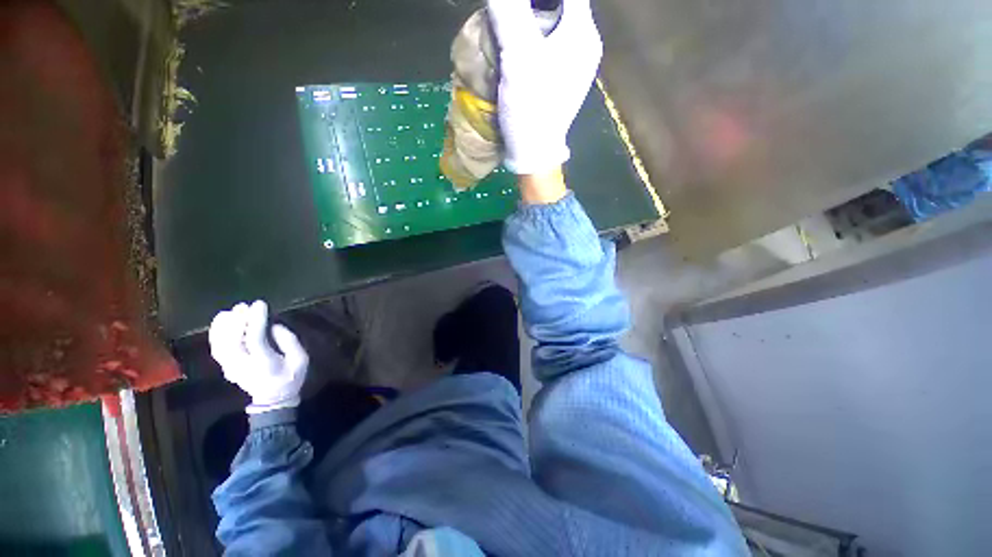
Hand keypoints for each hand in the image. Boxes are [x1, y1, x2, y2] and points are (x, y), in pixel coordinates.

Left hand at [209, 300, 308, 413]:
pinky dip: (216, 332)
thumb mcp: (301, 359)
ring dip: (224, 325)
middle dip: (237, 321)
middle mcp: (244, 366)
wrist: (274, 398)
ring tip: (233, 311)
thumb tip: (273, 325)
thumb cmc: (291, 376)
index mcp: (265, 364)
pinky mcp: (226, 366)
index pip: (255, 340)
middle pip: (233, 342)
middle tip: (244, 306)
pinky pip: (216, 347)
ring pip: (220, 344)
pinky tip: (222, 320)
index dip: (256, 320)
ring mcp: (232, 367)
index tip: (260, 304)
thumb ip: (289, 341)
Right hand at [487, 0, 602, 174]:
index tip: (515, 5)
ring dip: (530, 22)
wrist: (534, 153)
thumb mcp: (519, 56)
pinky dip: (533, 42)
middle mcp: (585, 46)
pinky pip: (549, 48)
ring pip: (554, 26)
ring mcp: (575, 66)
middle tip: (508, 14)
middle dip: (531, 6)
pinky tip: (517, 52)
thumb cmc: (531, 107)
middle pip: (560, 5)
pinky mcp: (563, 82)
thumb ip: (510, 11)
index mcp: (583, 33)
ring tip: (508, 30)